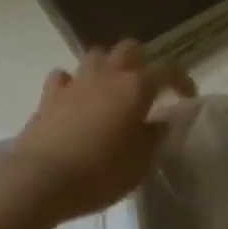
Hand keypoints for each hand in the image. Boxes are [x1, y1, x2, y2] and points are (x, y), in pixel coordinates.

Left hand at [5, 40, 195, 223]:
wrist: (40, 179)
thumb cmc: (100, 172)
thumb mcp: (141, 164)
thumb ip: (155, 138)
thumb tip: (161, 122)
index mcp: (136, 87)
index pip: (168, 70)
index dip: (182, 80)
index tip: (187, 97)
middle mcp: (108, 75)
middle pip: (129, 48)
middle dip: (141, 62)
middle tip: (145, 87)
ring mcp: (76, 82)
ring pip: (96, 55)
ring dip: (106, 67)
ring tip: (110, 90)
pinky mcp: (49, 96)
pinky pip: (63, 77)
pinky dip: (71, 84)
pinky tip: (73, 99)